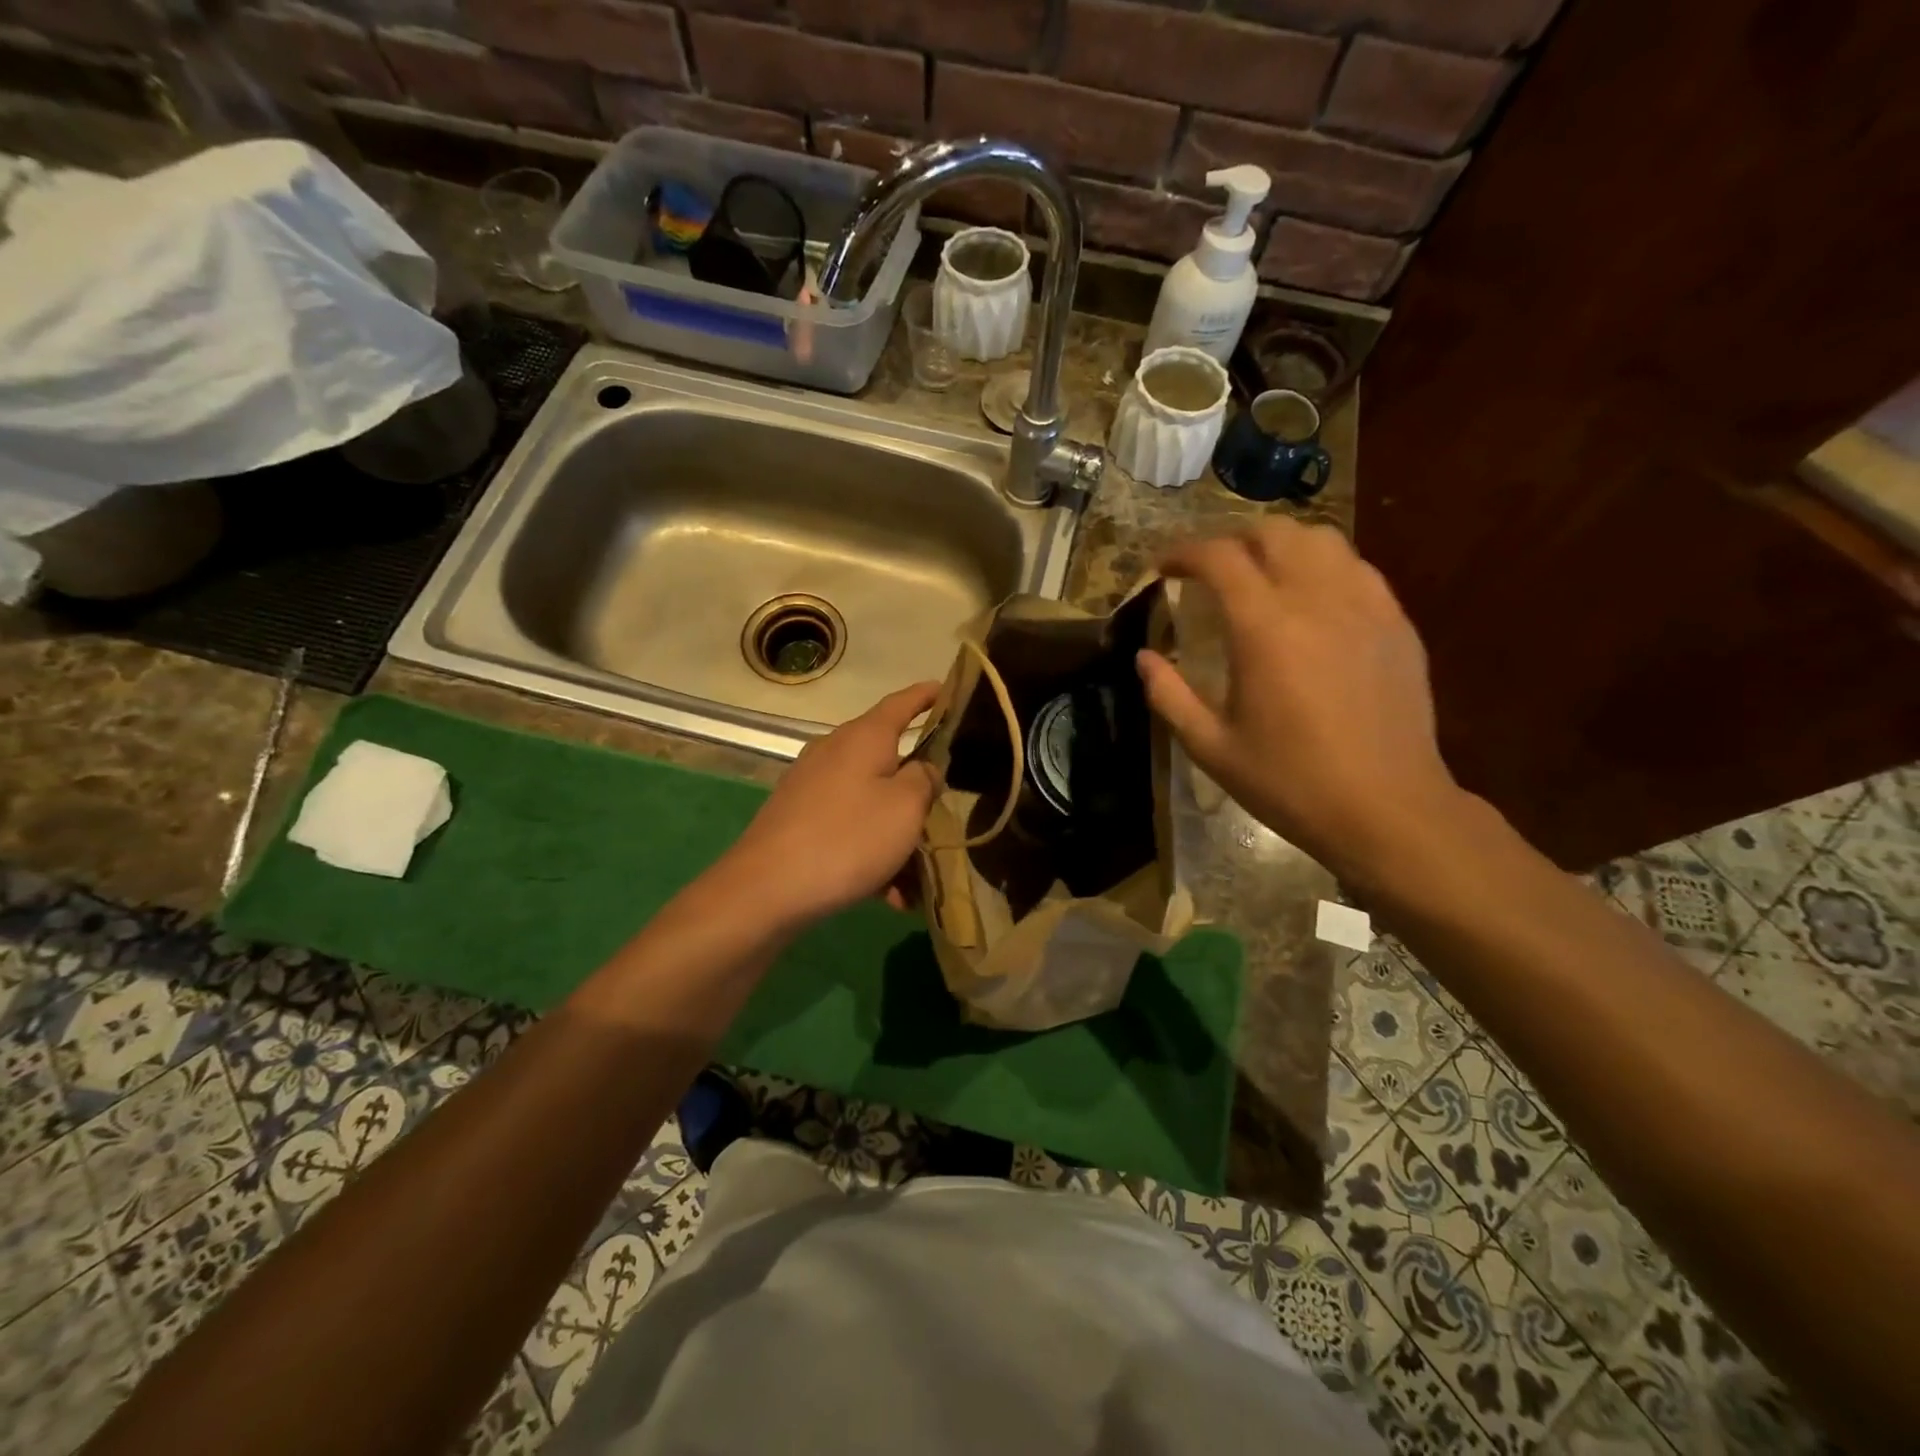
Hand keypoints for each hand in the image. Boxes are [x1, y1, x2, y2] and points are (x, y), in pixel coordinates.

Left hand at [718, 682, 940, 925]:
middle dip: (917, 791)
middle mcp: (834, 751)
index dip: (927, 696)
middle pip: (888, 759)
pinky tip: (886, 894)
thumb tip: (923, 769)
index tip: (947, 689)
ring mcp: (812, 784)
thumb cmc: (848, 838)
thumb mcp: (906, 807)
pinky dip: (870, 852)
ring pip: (870, 801)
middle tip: (943, 814)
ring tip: (915, 879)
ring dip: (896, 835)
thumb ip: (925, 780)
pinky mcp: (798, 818)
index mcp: (864, 737)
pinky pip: (848, 826)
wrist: (766, 888)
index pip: (902, 703)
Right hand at [1136, 519, 1465, 888]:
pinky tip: (1311, 601)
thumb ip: (1168, 696)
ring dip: (1280, 546)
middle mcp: (1317, 600)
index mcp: (1265, 628)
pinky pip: (1356, 569)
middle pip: (1273, 532)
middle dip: (1231, 540)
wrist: (1387, 809)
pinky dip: (1322, 567)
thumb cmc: (1290, 782)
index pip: (1219, 557)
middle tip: (1209, 570)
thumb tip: (1144, 658)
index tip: (1163, 567)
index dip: (1183, 552)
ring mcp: (1365, 606)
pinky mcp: (1397, 623)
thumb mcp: (1211, 747)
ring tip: (1261, 575)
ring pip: (1322, 539)